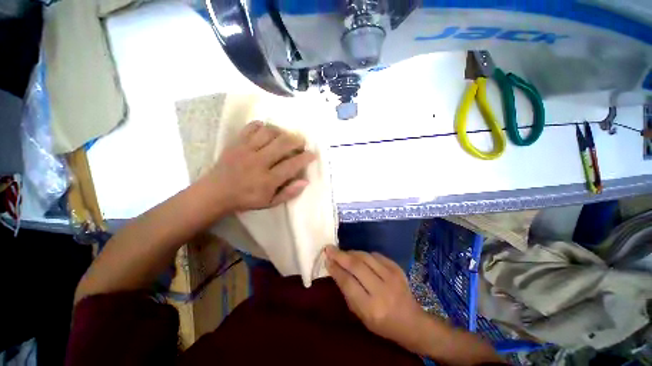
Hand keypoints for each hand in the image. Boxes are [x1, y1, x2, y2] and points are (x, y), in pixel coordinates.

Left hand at [205, 121, 315, 211]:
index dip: (305, 158)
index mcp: (267, 180)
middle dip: (296, 140)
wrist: (215, 192)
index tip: (313, 154)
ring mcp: (246, 150)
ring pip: (268, 133)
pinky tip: (267, 130)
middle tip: (302, 141)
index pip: (291, 165)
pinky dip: (262, 126)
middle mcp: (258, 162)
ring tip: (286, 136)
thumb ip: (289, 193)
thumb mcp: (270, 202)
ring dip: (281, 132)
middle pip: (282, 144)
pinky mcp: (236, 143)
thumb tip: (305, 181)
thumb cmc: (246, 199)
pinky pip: (251, 128)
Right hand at [324, 246, 427, 351]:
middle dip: (340, 255)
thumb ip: (348, 292)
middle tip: (329, 248)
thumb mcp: (361, 315)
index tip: (326, 260)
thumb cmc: (382, 324)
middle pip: (356, 265)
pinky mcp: (397, 268)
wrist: (412, 322)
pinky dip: (364, 254)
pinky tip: (358, 256)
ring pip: (365, 257)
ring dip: (351, 252)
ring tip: (342, 252)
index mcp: (371, 308)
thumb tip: (335, 269)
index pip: (348, 282)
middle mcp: (382, 290)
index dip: (335, 269)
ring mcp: (392, 276)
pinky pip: (376, 255)